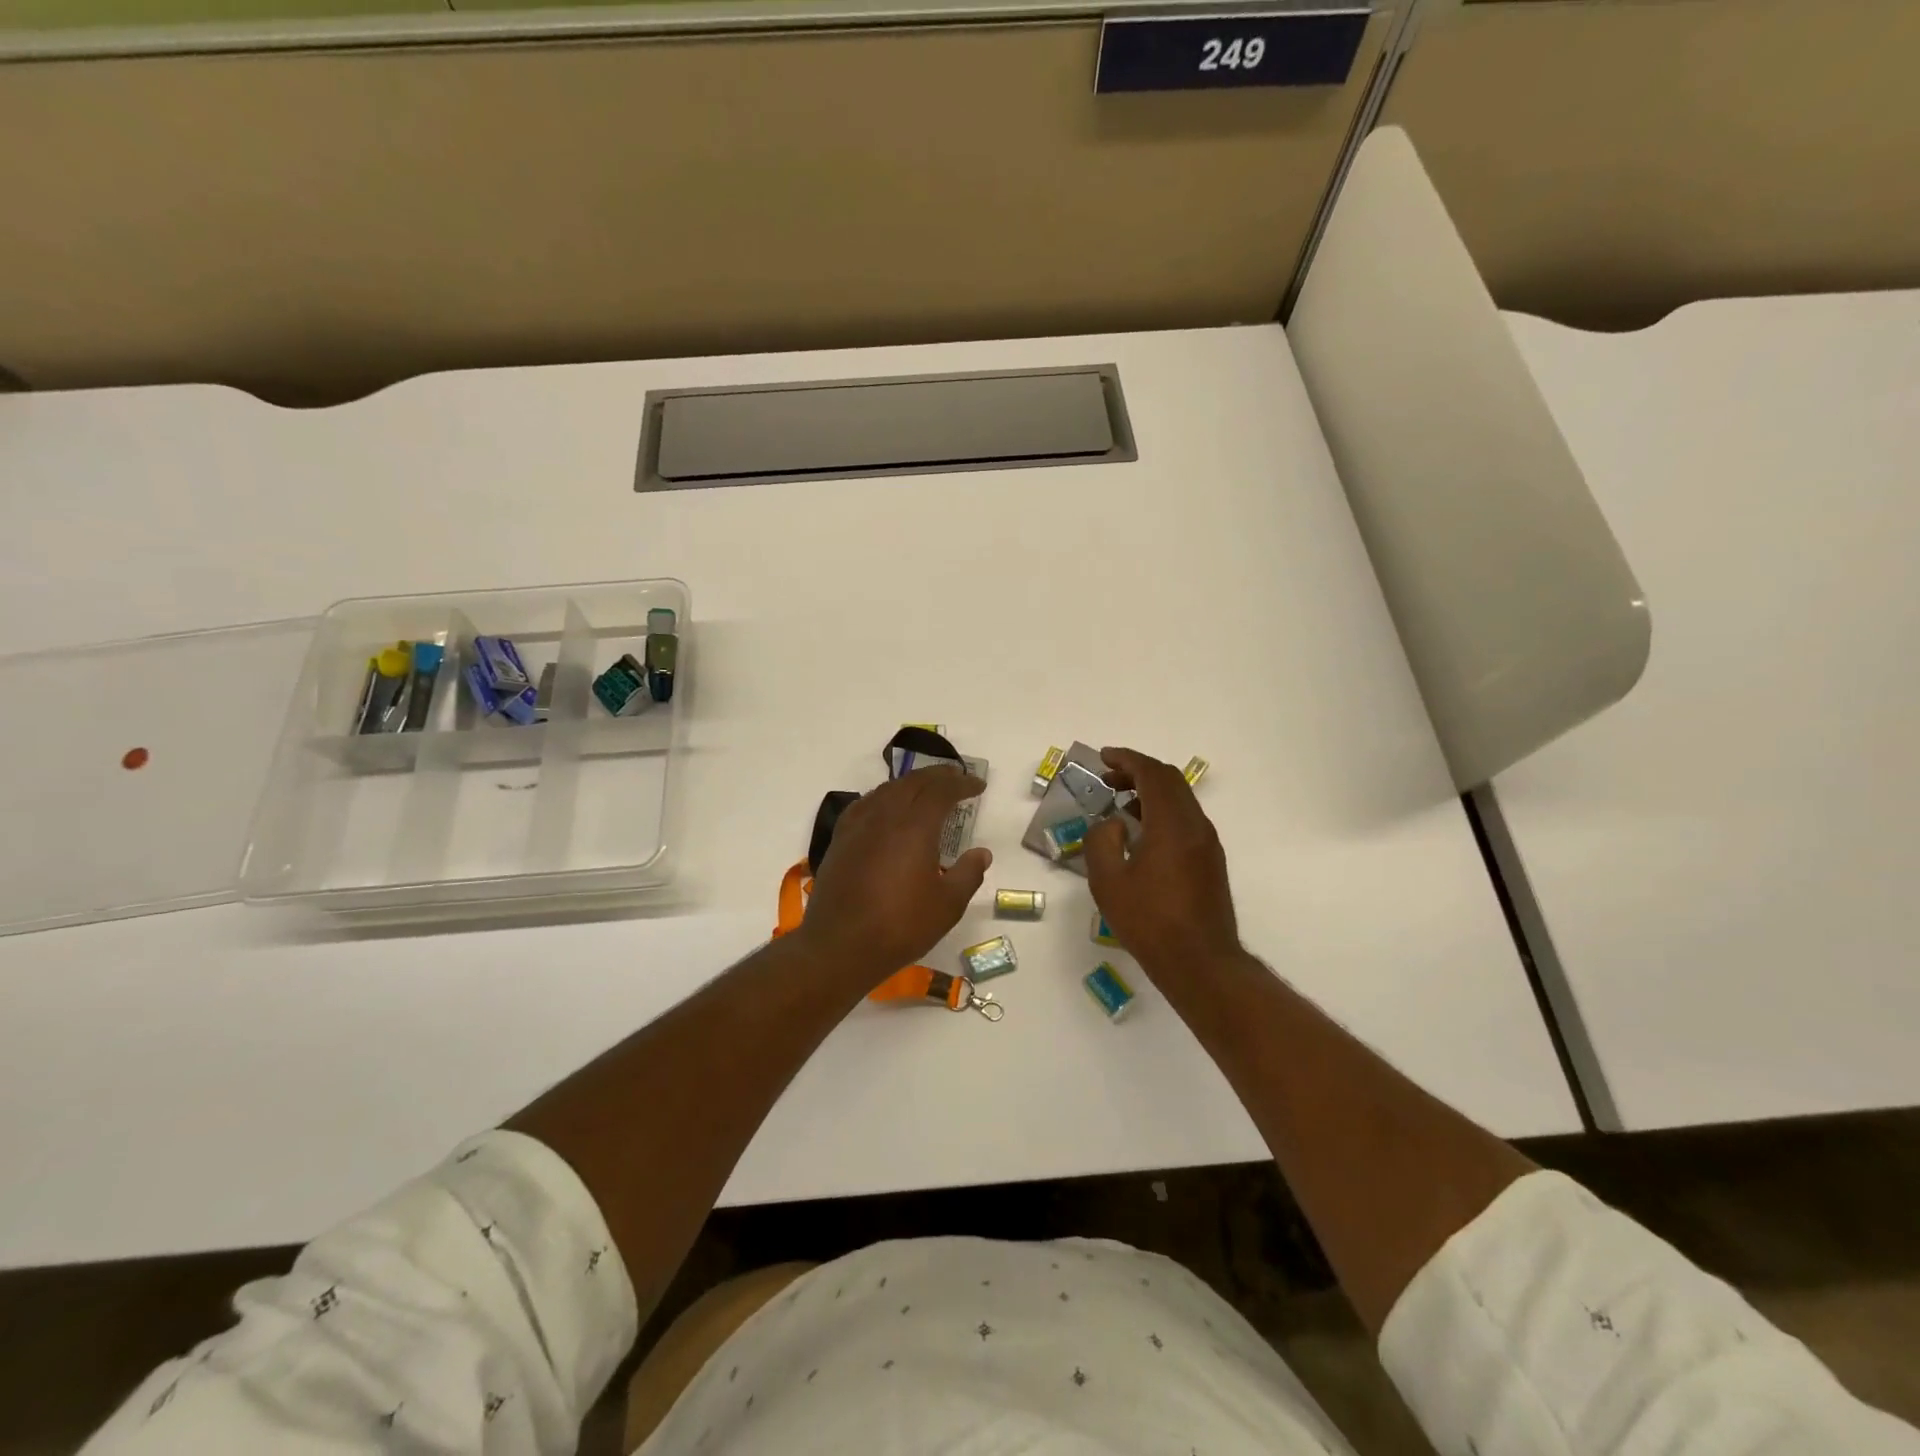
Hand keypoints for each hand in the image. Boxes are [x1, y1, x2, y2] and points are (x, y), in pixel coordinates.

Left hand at [799, 768, 991, 981]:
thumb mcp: (947, 905)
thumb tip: (982, 853)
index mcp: (915, 826)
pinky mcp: (840, 839)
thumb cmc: (900, 926)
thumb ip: (968, 874)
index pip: (942, 790)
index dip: (962, 784)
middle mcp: (885, 816)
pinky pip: (865, 804)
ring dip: (910, 784)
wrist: (840, 946)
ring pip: (887, 790)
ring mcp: (858, 825)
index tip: (978, 785)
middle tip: (956, 778)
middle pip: (913, 782)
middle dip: (937, 776)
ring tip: (925, 790)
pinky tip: (886, 809)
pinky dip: (884, 797)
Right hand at [1085, 747, 1240, 974]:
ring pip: (1180, 800)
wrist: (1201, 963)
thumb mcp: (1108, 882)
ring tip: (1120, 804)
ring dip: (1150, 792)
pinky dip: (1161, 811)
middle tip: (1108, 778)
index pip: (1153, 774)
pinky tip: (1141, 832)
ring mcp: (1208, 844)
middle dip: (1138, 772)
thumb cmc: (1150, 922)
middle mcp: (1196, 826)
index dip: (1127, 759)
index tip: (1104, 757)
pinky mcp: (1211, 861)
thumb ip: (1102, 841)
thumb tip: (1113, 823)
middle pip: (1170, 781)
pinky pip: (1185, 819)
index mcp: (1172, 825)